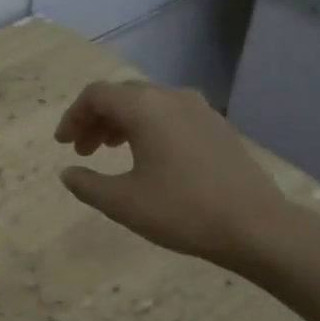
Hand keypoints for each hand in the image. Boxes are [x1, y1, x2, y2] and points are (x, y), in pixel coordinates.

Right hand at [53, 80, 294, 273]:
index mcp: (144, 107)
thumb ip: (87, 184)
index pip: (96, 95)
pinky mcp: (217, 126)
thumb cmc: (181, 210)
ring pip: (148, 104)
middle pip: (122, 95)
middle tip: (83, 150)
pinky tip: (150, 159)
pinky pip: (171, 115)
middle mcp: (171, 97)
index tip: (63, 145)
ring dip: (122, 123)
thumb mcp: (122, 202)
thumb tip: (68, 173)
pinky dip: (149, 128)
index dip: (73, 116)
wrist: (256, 225)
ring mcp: (199, 109)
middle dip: (96, 120)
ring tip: (112, 153)